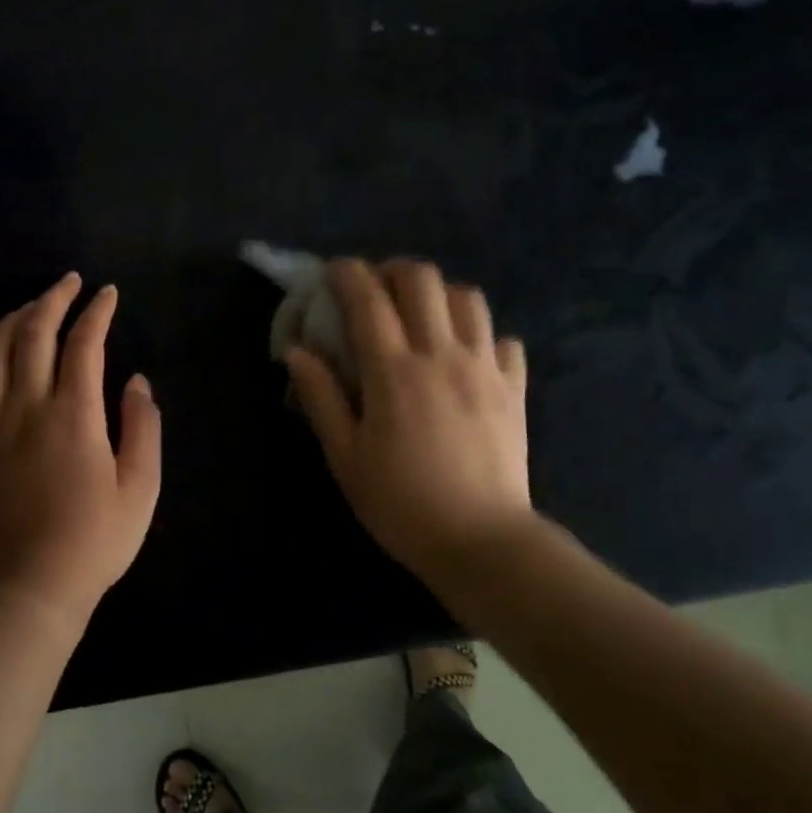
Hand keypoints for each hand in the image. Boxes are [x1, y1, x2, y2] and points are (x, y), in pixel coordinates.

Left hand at [0, 272, 161, 625]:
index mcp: (73, 414)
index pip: (83, 343)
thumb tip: (136, 382)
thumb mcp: (141, 487)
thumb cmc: (95, 539)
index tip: (108, 294)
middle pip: (33, 332)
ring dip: (13, 320)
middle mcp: (26, 406)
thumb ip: (143, 427)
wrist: (30, 586)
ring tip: (32, 308)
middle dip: (52, 298)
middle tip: (69, 282)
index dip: (97, 311)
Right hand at [284, 259, 533, 589]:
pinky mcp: (514, 387)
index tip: (333, 273)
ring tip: (421, 318)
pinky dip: (481, 335)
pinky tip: (466, 356)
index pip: (368, 297)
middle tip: (376, 293)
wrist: (482, 541)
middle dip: (392, 271)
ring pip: (468, 297)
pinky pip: (503, 339)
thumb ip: (320, 398)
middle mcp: (442, 354)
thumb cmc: (401, 503)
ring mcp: (485, 367)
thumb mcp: (345, 457)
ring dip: (438, 295)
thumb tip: (297, 351)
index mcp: (394, 371)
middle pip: (422, 279)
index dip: (346, 273)